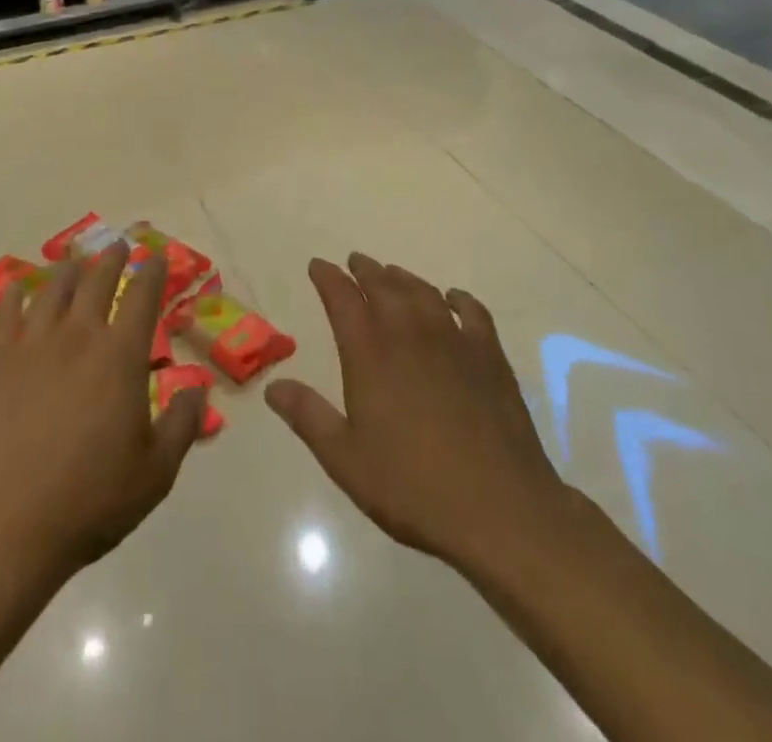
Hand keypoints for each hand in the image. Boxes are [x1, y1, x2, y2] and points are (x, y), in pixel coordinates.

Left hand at [0, 248, 205, 582]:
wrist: (4, 529)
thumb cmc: (89, 502)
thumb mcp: (156, 473)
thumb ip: (182, 424)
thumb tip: (199, 387)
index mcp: (121, 356)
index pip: (142, 297)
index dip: (152, 272)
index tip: (157, 257)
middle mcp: (78, 336)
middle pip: (97, 281)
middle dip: (112, 259)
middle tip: (118, 245)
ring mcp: (31, 345)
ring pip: (52, 291)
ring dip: (68, 271)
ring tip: (74, 261)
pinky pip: (4, 315)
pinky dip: (14, 296)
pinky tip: (17, 289)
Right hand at [266, 253, 569, 577]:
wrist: (499, 508)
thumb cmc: (413, 487)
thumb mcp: (346, 460)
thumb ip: (308, 417)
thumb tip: (273, 387)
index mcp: (370, 353)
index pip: (342, 298)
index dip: (328, 278)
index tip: (318, 266)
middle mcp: (409, 333)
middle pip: (383, 286)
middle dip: (364, 270)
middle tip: (354, 262)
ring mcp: (454, 340)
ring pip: (423, 292)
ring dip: (403, 278)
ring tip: (392, 274)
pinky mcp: (490, 356)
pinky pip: (472, 311)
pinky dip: (458, 298)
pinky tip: (452, 299)